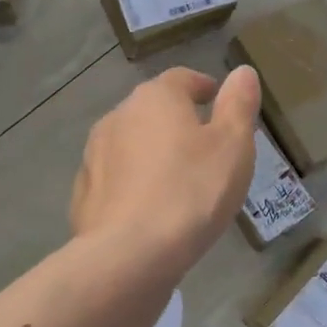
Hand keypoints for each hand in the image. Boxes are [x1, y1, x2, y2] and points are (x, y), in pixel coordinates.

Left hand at [71, 66, 262, 274]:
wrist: (129, 254)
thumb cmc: (192, 191)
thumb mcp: (232, 146)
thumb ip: (238, 105)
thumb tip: (242, 72)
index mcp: (155, 98)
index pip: (181, 79)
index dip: (202, 87)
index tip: (216, 100)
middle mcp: (118, 116)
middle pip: (152, 110)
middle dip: (176, 122)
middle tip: (203, 147)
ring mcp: (94, 154)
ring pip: (130, 144)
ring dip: (151, 153)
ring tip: (177, 181)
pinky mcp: (83, 193)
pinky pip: (115, 179)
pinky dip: (132, 184)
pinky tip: (148, 209)